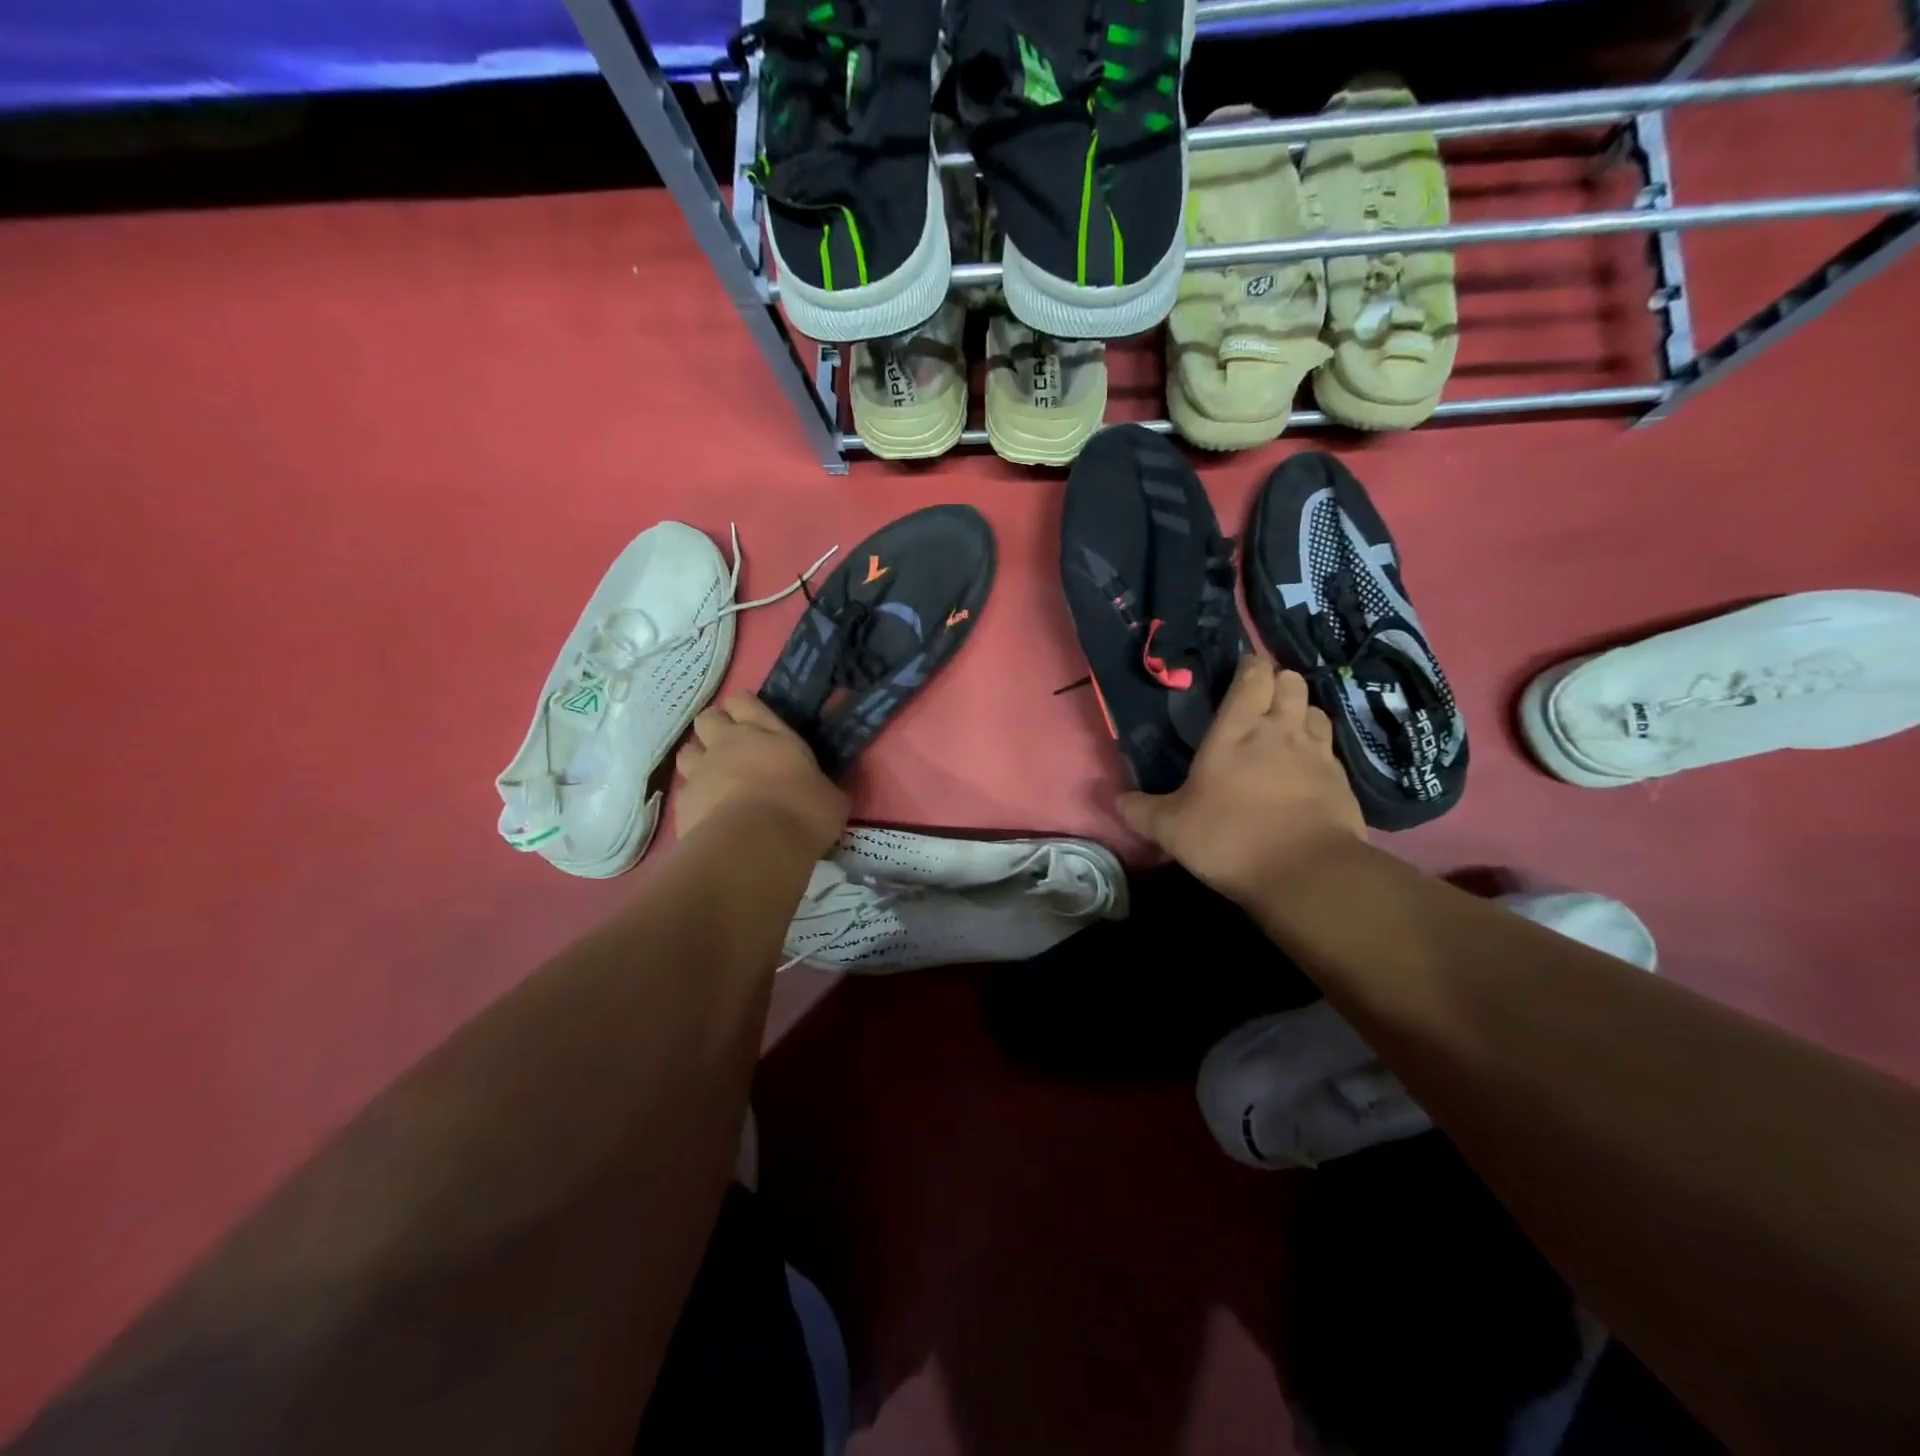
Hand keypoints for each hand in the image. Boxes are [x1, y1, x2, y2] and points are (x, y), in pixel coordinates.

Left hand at [673, 693, 847, 857]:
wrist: (756, 848)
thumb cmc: (803, 813)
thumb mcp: (830, 798)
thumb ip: (820, 786)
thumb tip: (824, 793)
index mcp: (767, 733)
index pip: (743, 701)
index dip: (743, 708)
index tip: (752, 721)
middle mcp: (728, 743)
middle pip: (707, 719)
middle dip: (715, 728)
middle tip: (731, 748)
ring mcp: (700, 771)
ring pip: (687, 751)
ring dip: (699, 760)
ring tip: (715, 780)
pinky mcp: (682, 802)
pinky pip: (683, 791)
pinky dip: (694, 799)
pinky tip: (708, 814)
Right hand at [1117, 657, 1365, 903]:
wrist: (1307, 873)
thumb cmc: (1230, 838)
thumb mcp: (1171, 829)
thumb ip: (1142, 810)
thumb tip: (1116, 800)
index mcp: (1237, 730)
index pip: (1252, 677)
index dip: (1249, 667)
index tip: (1240, 671)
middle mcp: (1281, 731)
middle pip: (1291, 682)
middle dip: (1278, 682)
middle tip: (1261, 700)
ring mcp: (1318, 754)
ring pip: (1315, 710)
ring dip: (1301, 712)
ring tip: (1286, 730)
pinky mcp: (1343, 782)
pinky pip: (1331, 750)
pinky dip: (1319, 751)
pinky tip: (1307, 771)